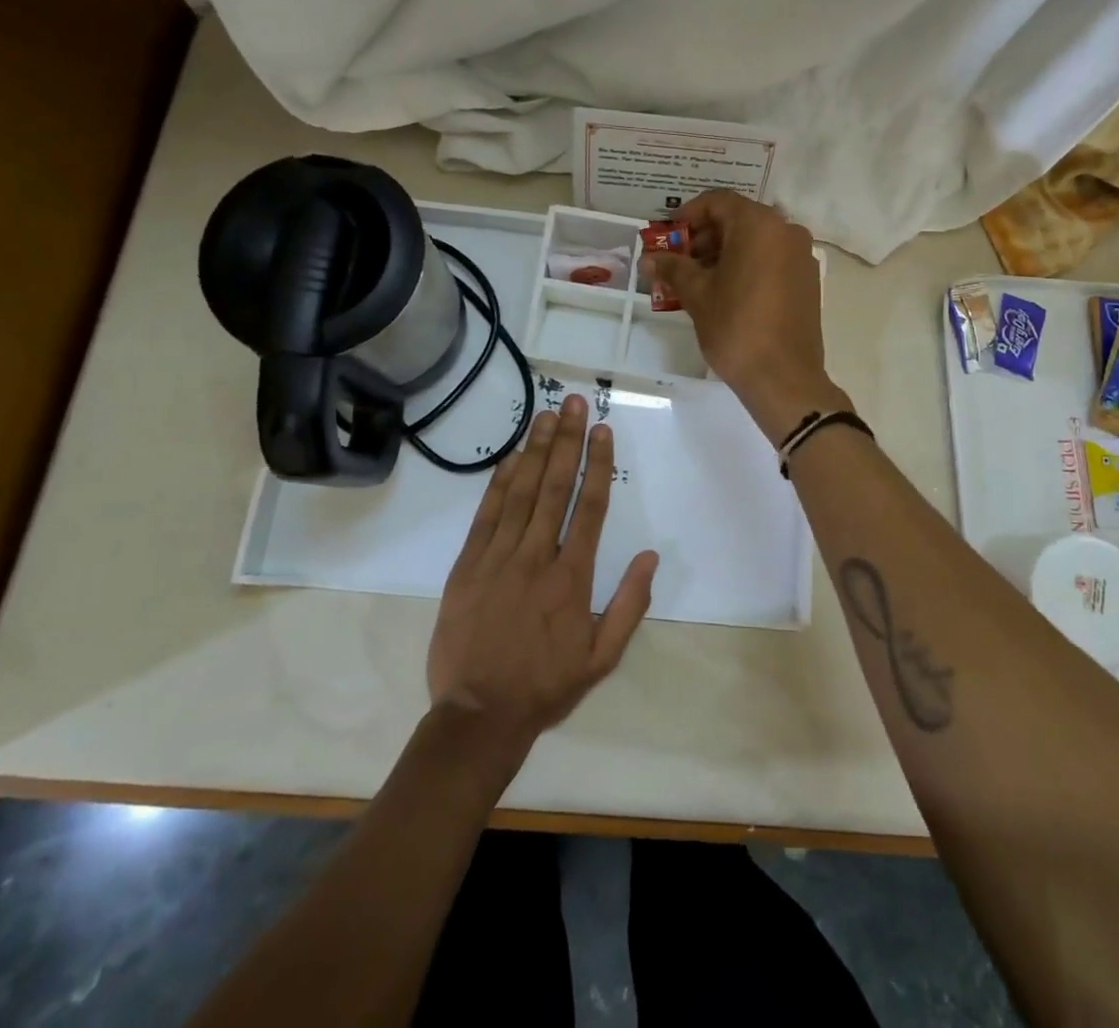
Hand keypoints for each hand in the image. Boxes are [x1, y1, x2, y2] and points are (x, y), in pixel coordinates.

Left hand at [426, 395, 657, 763]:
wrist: (478, 716)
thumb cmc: (546, 686)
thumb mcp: (602, 657)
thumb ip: (630, 605)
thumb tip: (651, 556)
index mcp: (572, 578)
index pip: (590, 508)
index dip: (598, 465)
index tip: (602, 430)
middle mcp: (537, 558)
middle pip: (554, 488)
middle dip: (566, 441)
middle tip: (572, 402)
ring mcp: (498, 559)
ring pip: (520, 493)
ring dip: (535, 451)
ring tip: (546, 415)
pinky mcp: (467, 566)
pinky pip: (486, 516)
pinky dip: (499, 483)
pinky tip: (511, 457)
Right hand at [646, 191, 849, 441]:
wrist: (784, 377)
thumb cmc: (736, 328)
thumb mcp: (697, 295)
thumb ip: (673, 268)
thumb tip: (651, 258)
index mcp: (759, 225)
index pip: (718, 202)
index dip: (688, 216)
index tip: (667, 237)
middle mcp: (786, 231)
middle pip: (738, 220)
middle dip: (704, 237)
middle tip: (677, 262)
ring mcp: (801, 256)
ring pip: (755, 241)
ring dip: (724, 253)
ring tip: (696, 281)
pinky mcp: (807, 280)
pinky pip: (772, 260)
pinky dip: (746, 266)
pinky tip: (725, 293)